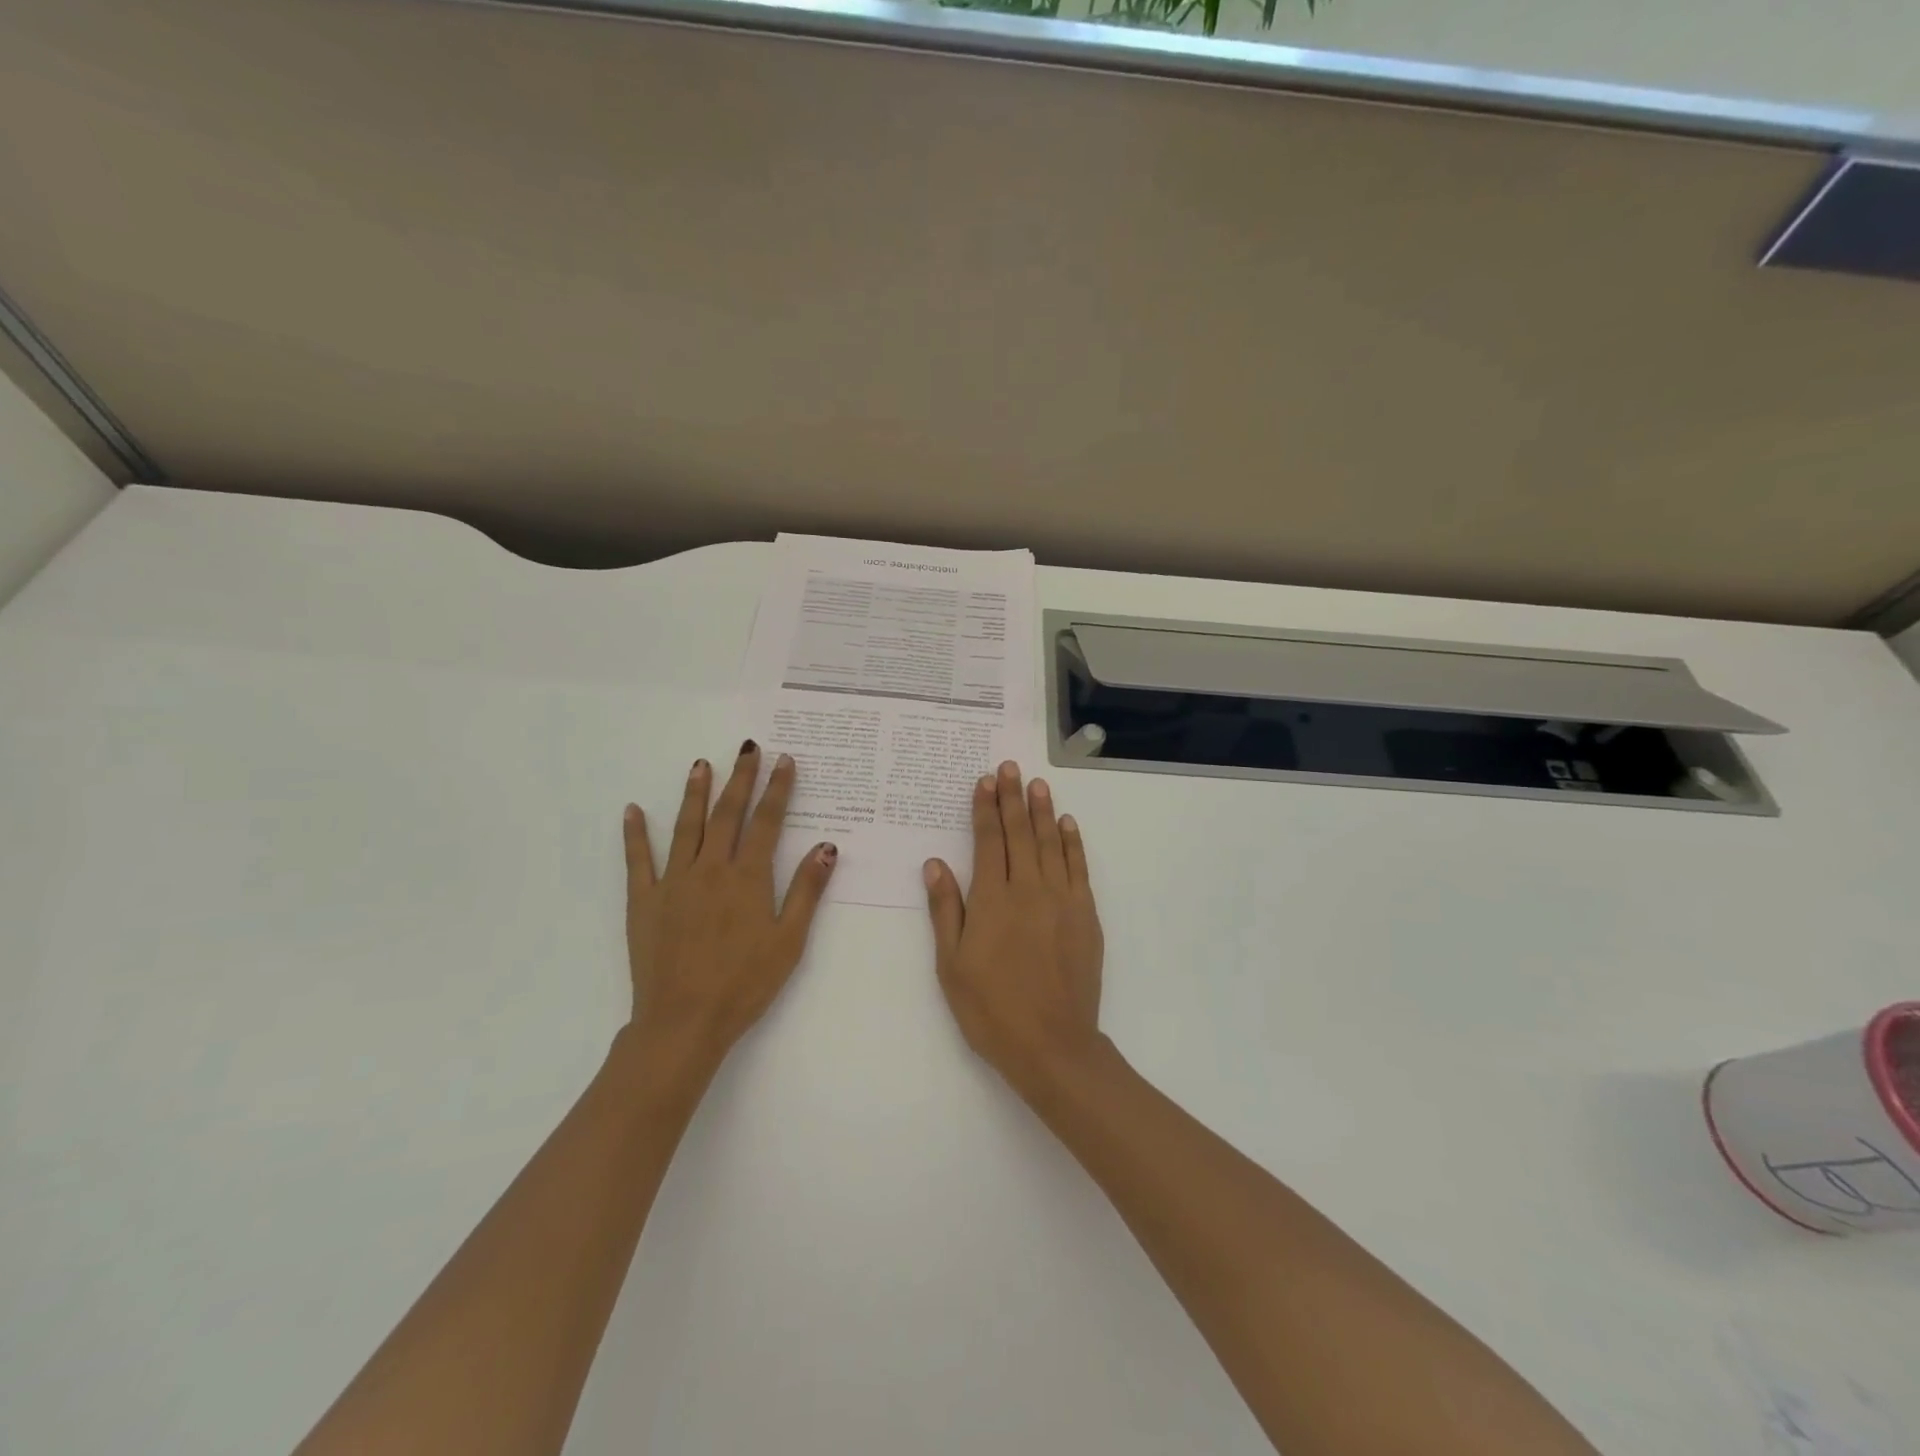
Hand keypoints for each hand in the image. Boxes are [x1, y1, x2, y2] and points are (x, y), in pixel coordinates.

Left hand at [622, 742, 836, 1075]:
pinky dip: (635, 833)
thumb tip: (826, 846)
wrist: (683, 1022)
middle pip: (727, 814)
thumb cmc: (744, 984)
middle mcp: (711, 869)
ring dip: (695, 793)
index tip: (784, 760)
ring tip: (701, 764)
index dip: (777, 789)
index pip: (767, 822)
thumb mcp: (789, 941)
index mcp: (748, 878)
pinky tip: (633, 809)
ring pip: (686, 826)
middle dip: (740, 778)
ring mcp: (673, 882)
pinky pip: (638, 860)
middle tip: (748, 748)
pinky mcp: (644, 901)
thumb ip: (806, 890)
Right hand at [924, 760, 1104, 1098]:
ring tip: (1037, 783)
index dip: (985, 809)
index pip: (988, 841)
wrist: (1053, 1045)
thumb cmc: (991, 1009)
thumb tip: (935, 863)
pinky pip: (1079, 868)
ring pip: (1050, 843)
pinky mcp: (1085, 915)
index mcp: (992, 900)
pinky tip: (1067, 823)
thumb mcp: (951, 964)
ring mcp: (1062, 900)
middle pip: (1020, 833)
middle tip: (1010, 766)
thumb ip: (946, 910)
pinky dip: (1072, 842)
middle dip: (1012, 798)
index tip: (984, 781)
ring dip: (1042, 810)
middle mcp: (1029, 889)